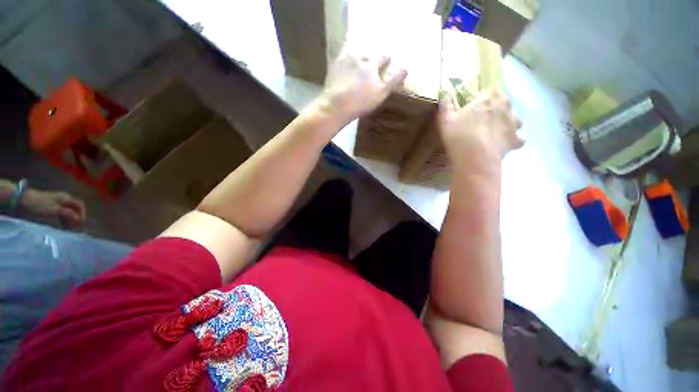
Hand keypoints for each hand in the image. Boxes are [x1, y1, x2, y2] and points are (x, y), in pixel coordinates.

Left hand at [21, 189, 86, 228]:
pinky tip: (61, 225)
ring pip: (68, 211)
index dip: (83, 214)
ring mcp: (57, 202)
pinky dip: (63, 219)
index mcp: (66, 198)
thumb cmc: (40, 205)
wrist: (24, 200)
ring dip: (70, 219)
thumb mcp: (55, 210)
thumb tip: (79, 219)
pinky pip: (62, 213)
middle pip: (75, 208)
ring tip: (68, 228)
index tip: (81, 224)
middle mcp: (64, 199)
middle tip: (75, 227)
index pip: (80, 205)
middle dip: (76, 217)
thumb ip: (68, 214)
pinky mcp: (51, 206)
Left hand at [318, 52, 406, 125]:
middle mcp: (358, 58)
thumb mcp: (381, 93)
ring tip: (358, 63)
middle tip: (371, 62)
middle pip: (367, 54)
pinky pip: (341, 60)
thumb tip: (406, 69)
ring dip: (357, 58)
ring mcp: (344, 61)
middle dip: (371, 57)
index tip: (388, 58)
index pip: (382, 57)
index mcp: (371, 64)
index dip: (386, 58)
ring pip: (353, 54)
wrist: (336, 105)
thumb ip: (393, 81)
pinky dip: (344, 62)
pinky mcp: (333, 68)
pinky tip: (344, 68)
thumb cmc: (361, 101)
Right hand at [439, 90, 522, 172]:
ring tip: (494, 132)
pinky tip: (501, 145)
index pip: (490, 90)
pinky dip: (511, 141)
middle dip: (497, 108)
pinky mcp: (515, 140)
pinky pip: (517, 139)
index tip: (475, 106)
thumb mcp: (445, 120)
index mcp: (488, 99)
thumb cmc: (459, 136)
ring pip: (514, 119)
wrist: (475, 159)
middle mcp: (504, 107)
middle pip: (504, 102)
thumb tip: (445, 95)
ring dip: (507, 123)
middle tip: (484, 119)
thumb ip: (446, 106)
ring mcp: (513, 124)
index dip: (483, 97)